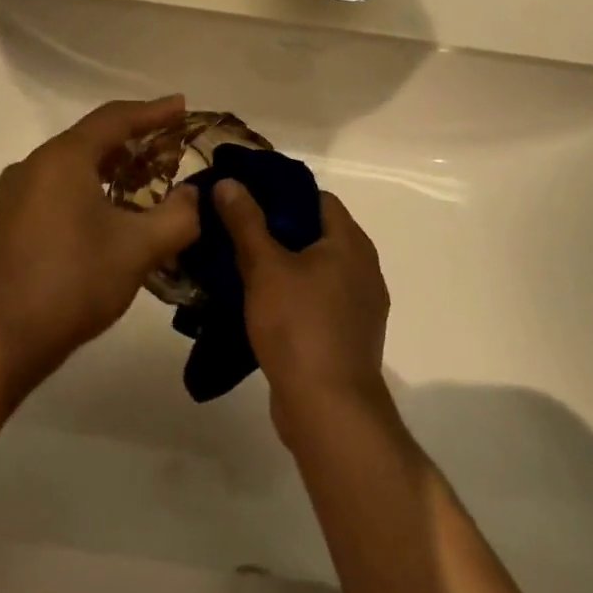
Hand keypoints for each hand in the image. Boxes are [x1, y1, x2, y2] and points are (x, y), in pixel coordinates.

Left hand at [0, 96, 200, 405]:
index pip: (115, 119)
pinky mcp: (9, 221)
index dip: (153, 111)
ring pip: (73, 165)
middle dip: (134, 140)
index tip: (183, 107)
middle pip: (92, 138)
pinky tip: (110, 213)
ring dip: (112, 167)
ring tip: (146, 179)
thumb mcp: (138, 249)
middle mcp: (34, 165)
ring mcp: (15, 194)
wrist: (0, 342)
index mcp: (63, 158)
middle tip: (171, 148)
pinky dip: (89, 188)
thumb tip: (194, 195)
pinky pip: (57, 188)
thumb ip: (177, 216)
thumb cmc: (72, 283)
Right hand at [215, 183, 391, 435]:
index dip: (280, 193)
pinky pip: (317, 300)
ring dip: (282, 265)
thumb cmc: (298, 326)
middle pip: (315, 233)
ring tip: (239, 265)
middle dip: (276, 230)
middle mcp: (363, 269)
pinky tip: (259, 304)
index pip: (317, 198)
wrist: (329, 410)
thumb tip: (229, 182)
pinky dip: (292, 295)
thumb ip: (245, 221)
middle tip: (234, 230)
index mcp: (350, 243)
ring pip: (315, 270)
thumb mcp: (264, 267)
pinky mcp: (348, 337)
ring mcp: (359, 306)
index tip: (245, 198)